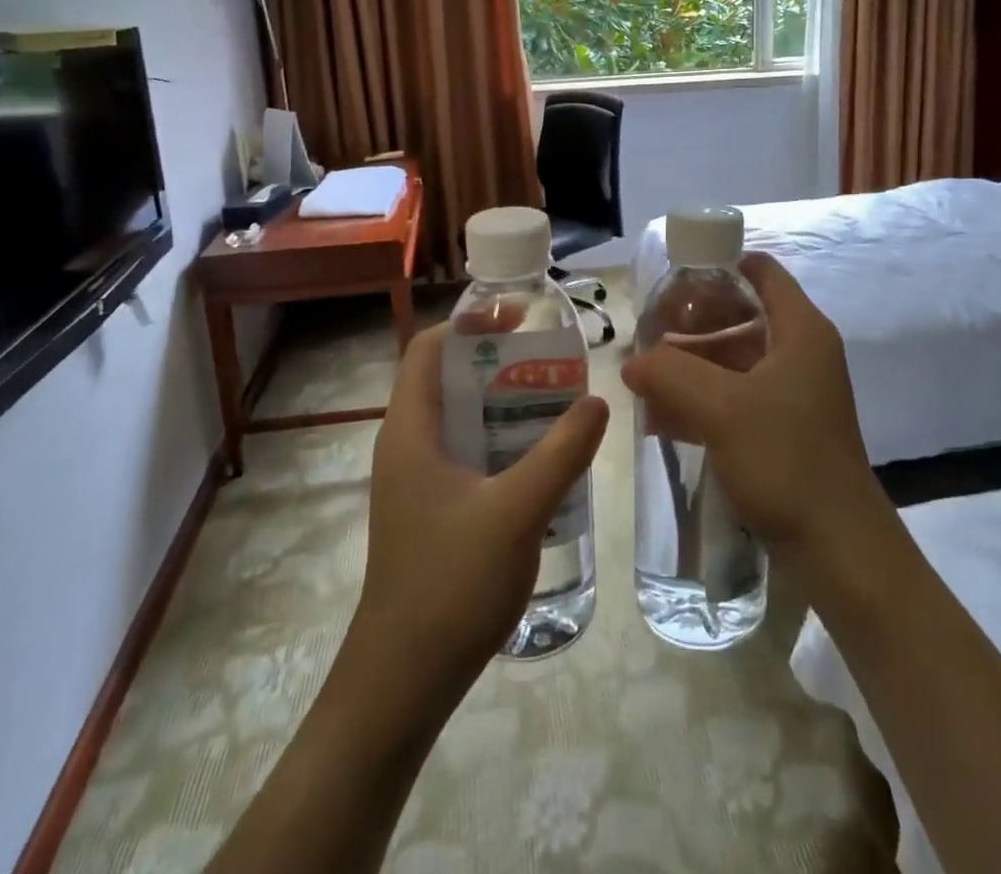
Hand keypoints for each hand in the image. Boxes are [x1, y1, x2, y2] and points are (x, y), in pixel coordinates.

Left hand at [348, 323, 609, 703]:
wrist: (403, 681)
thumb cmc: (449, 584)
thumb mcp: (516, 512)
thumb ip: (560, 453)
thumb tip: (597, 399)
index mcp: (410, 430)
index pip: (429, 349)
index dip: (469, 323)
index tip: (519, 318)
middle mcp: (408, 445)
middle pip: (448, 379)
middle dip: (499, 362)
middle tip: (553, 361)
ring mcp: (418, 480)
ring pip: (461, 419)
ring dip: (504, 403)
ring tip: (557, 403)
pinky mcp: (432, 509)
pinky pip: (468, 453)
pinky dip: (501, 441)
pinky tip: (542, 460)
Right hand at [621, 253, 884, 559]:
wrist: (839, 550)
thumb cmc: (786, 461)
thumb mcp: (720, 408)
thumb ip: (670, 373)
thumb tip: (632, 361)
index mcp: (800, 330)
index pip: (759, 270)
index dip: (716, 266)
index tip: (671, 283)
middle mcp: (800, 352)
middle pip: (741, 314)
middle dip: (691, 323)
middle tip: (648, 335)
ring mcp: (793, 393)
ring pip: (734, 359)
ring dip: (690, 366)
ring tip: (644, 381)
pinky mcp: (784, 429)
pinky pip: (736, 397)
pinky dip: (701, 400)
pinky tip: (661, 419)